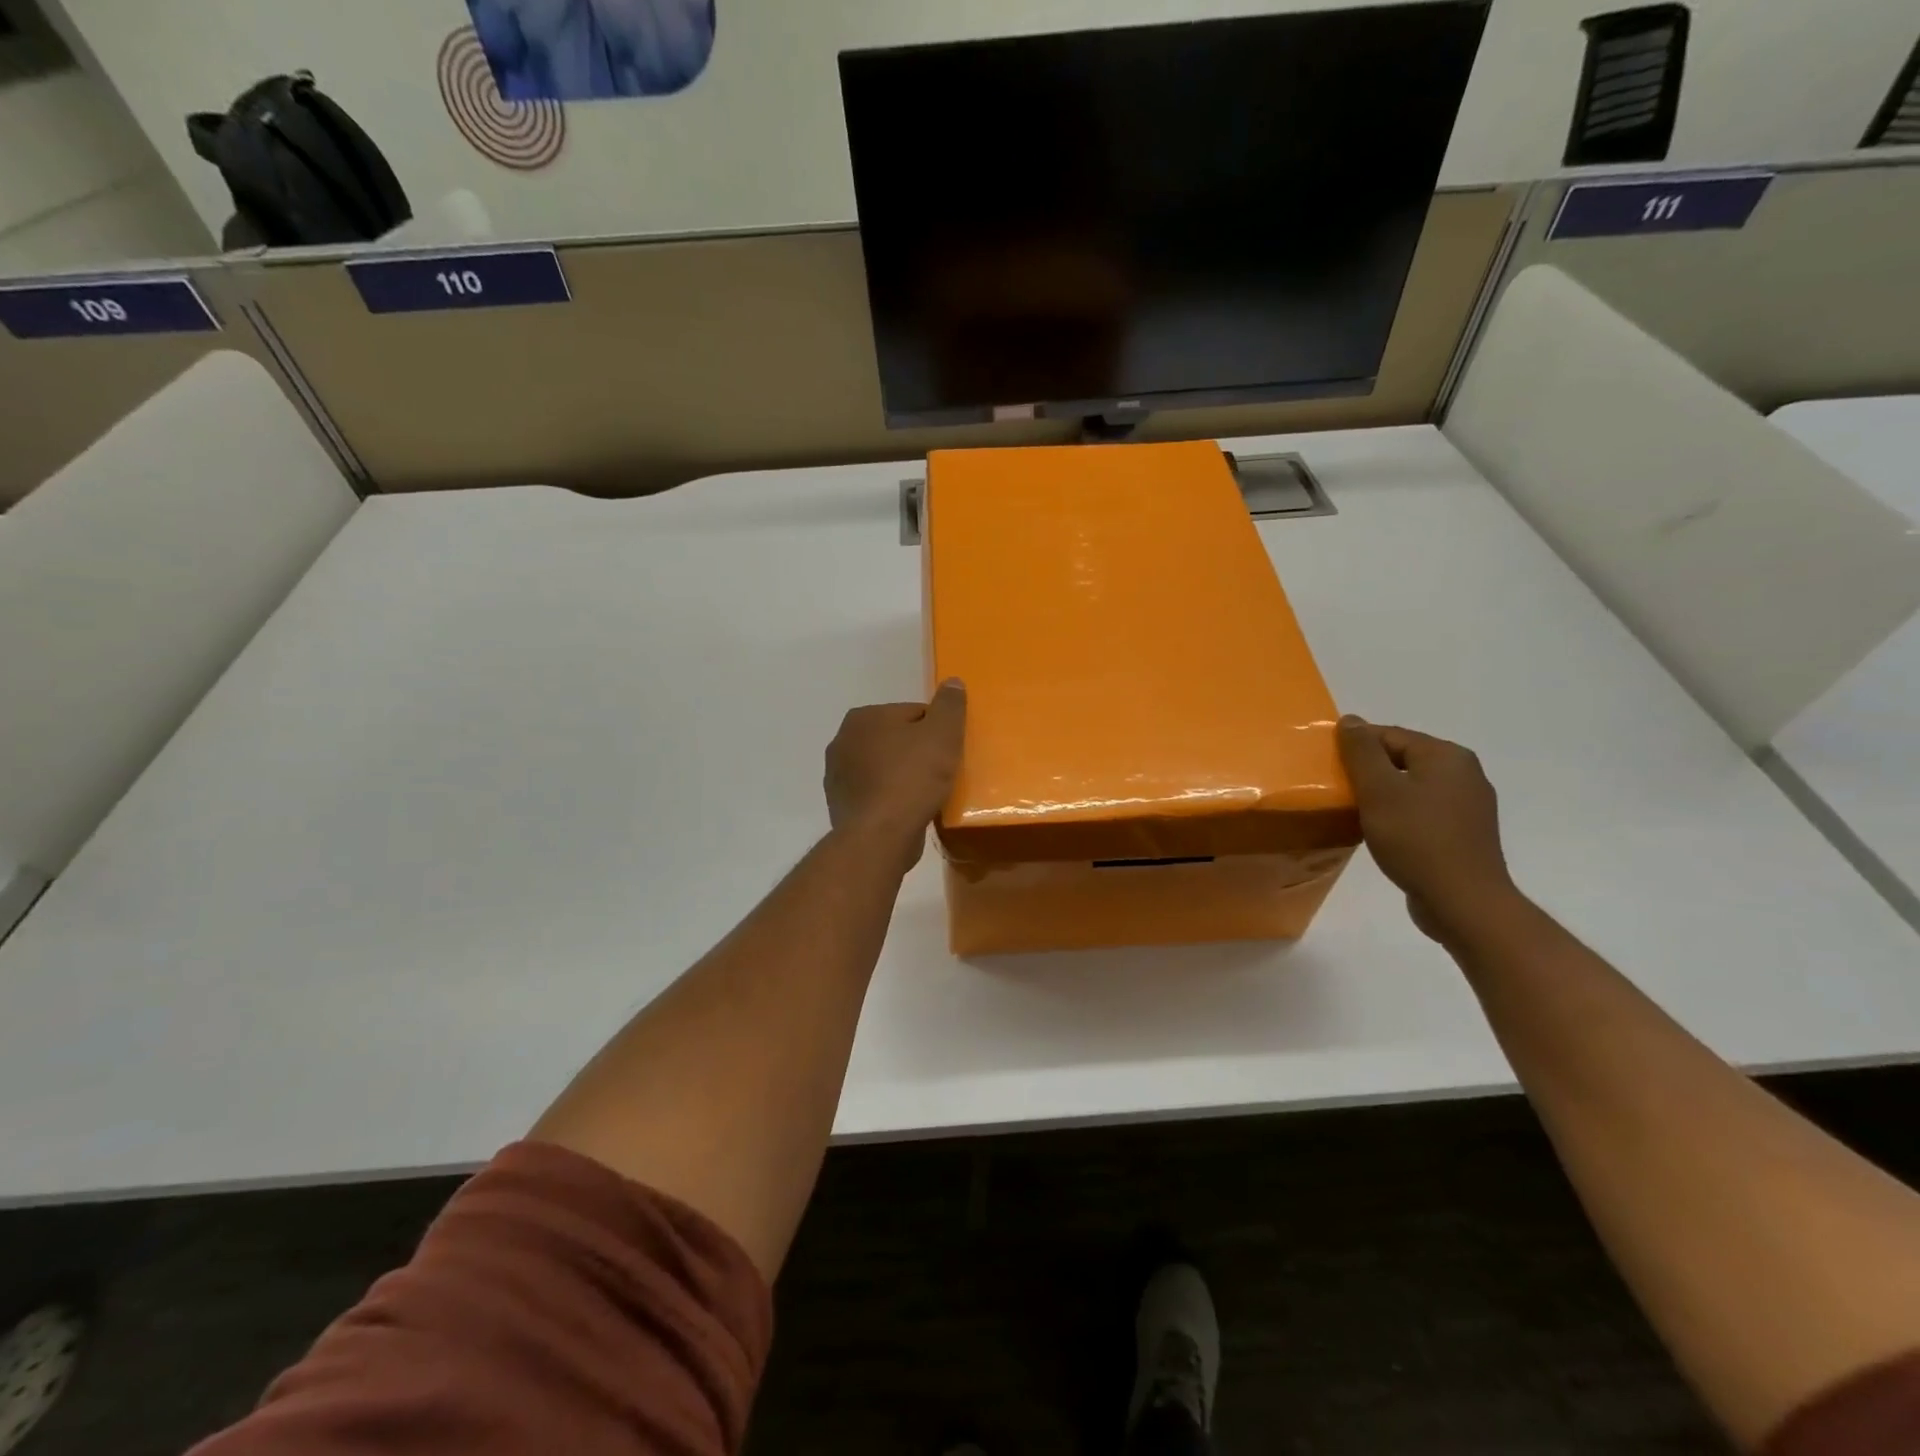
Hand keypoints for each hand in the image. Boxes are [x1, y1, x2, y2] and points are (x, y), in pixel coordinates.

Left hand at [824, 680, 967, 871]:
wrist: (880, 835)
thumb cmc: (912, 778)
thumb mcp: (942, 735)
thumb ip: (949, 706)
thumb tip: (952, 682)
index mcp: (863, 717)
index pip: (912, 713)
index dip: (936, 731)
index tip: (949, 751)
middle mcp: (842, 741)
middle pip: (895, 740)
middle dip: (916, 752)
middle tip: (942, 773)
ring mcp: (837, 776)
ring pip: (883, 768)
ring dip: (902, 776)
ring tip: (927, 795)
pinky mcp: (841, 806)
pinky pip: (875, 794)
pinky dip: (891, 799)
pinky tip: (908, 812)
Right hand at [1337, 716, 1520, 943]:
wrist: (1463, 902)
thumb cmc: (1416, 839)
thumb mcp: (1379, 791)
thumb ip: (1362, 752)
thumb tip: (1351, 720)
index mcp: (1446, 756)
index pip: (1389, 735)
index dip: (1354, 748)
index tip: (1328, 769)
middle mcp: (1464, 773)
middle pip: (1402, 759)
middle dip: (1368, 772)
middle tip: (1339, 791)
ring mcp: (1468, 805)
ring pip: (1412, 787)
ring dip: (1383, 796)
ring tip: (1356, 813)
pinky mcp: (1465, 833)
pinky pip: (1423, 811)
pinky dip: (1400, 816)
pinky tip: (1383, 833)